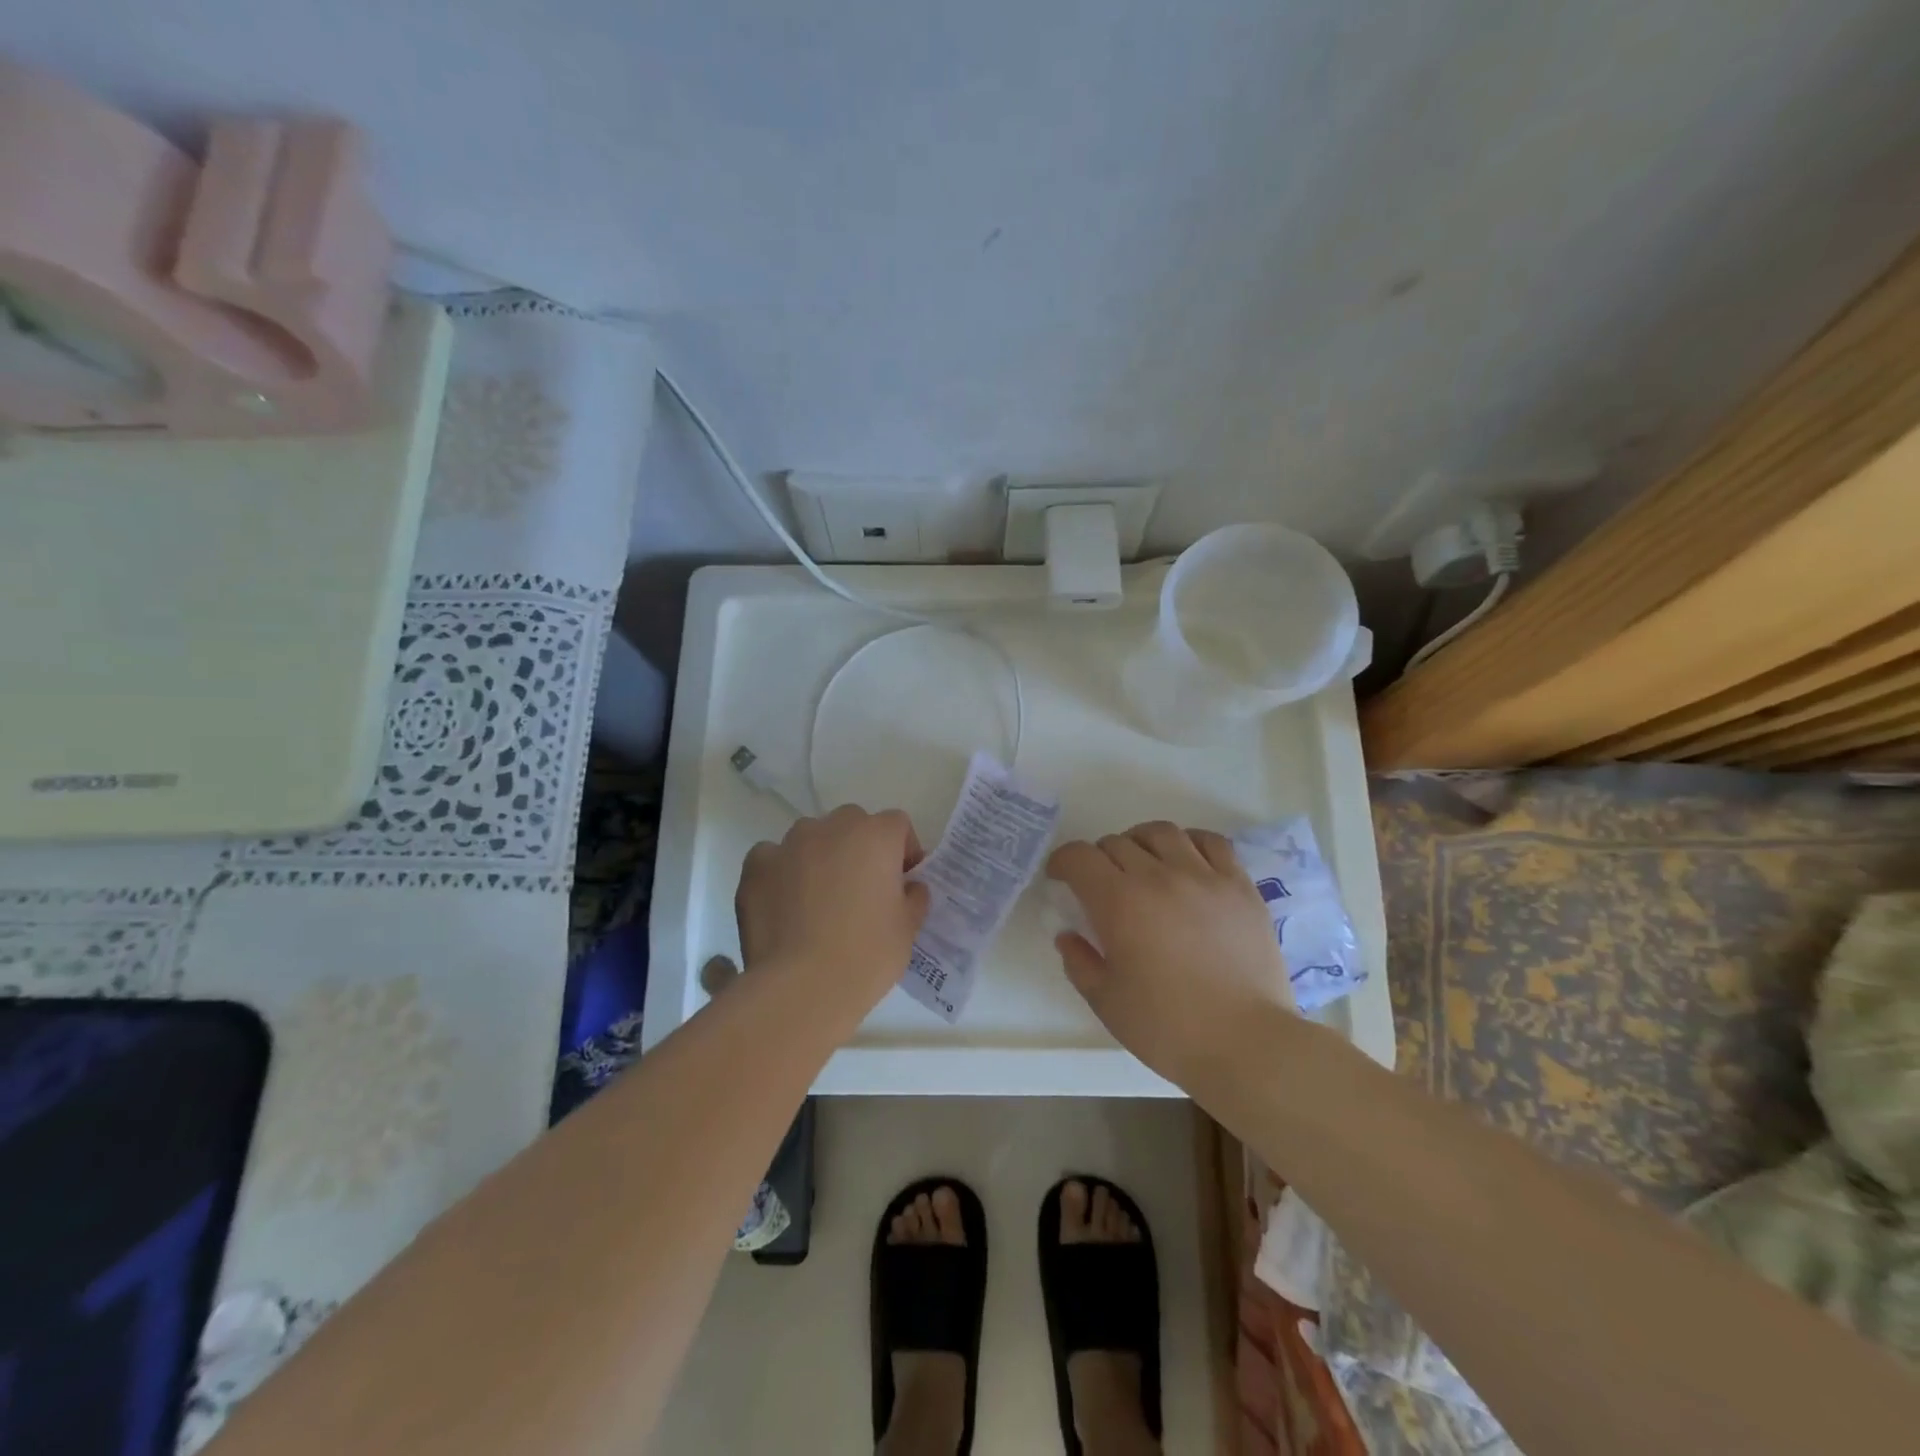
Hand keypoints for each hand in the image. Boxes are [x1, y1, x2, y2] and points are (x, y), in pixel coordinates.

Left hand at [735, 805, 929, 1023]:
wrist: (801, 988)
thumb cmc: (866, 956)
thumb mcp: (908, 930)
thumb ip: (913, 898)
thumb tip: (909, 888)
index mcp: (875, 836)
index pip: (897, 825)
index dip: (902, 851)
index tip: (901, 883)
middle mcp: (832, 827)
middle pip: (852, 824)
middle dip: (860, 848)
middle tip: (861, 891)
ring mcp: (789, 844)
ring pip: (811, 838)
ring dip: (820, 857)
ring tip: (819, 900)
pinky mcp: (756, 867)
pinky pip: (774, 858)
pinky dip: (782, 873)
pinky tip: (785, 906)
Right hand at [1046, 821, 1293, 1084]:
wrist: (1247, 1044)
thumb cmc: (1168, 1028)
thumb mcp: (1107, 1002)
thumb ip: (1080, 963)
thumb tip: (1068, 935)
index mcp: (1120, 903)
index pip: (1080, 857)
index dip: (1062, 861)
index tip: (1060, 877)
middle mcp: (1159, 876)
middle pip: (1117, 842)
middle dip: (1099, 858)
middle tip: (1101, 884)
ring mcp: (1204, 877)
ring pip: (1162, 832)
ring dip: (1141, 842)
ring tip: (1143, 863)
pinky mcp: (1240, 885)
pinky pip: (1211, 842)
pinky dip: (1190, 842)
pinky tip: (1187, 861)